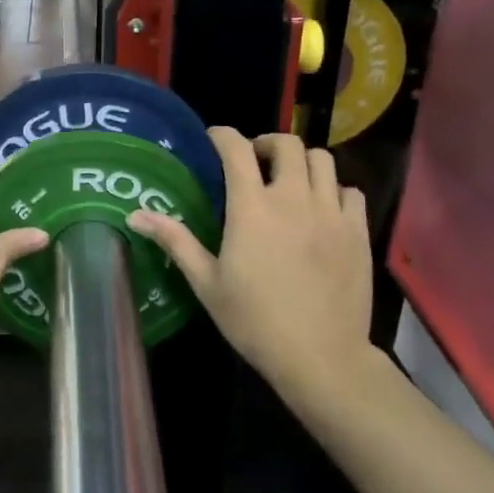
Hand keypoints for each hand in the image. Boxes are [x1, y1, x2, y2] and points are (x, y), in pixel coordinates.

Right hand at [129, 130, 374, 412]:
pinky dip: (335, 190)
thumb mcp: (206, 283)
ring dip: (302, 162)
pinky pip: (351, 191)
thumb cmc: (254, 321)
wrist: (320, 357)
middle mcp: (294, 199)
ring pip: (323, 160)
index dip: (223, 135)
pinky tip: (322, 209)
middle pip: (287, 144)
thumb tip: (135, 215)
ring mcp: (331, 213)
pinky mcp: (358, 232)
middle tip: (255, 162)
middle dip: (267, 143)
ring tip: (289, 181)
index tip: (214, 138)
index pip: (237, 149)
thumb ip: (175, 241)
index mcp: (252, 208)